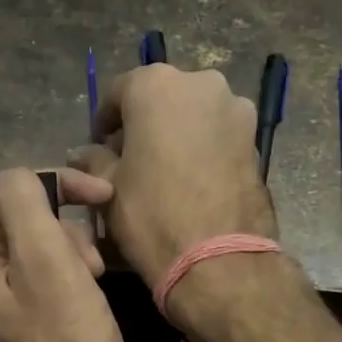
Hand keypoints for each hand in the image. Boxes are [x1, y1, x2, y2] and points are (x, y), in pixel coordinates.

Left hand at [0, 168, 125, 341]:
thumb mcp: (50, 261)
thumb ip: (27, 202)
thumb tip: (24, 176)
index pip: (12, 191)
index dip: (61, 189)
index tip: (104, 198)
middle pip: (22, 220)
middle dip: (66, 232)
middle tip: (94, 265)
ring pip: (34, 248)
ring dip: (71, 255)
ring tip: (94, 283)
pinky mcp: (7, 323)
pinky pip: (36, 279)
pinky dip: (66, 278)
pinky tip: (86, 299)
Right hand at [72, 65, 277, 286]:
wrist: (219, 258)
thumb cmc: (152, 213)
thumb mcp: (109, 186)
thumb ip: (93, 159)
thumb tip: (85, 154)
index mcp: (157, 85)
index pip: (119, 91)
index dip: (104, 120)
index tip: (98, 146)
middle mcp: (201, 84)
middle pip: (161, 98)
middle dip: (143, 124)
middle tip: (130, 159)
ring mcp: (235, 110)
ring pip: (194, 115)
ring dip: (176, 134)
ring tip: (163, 172)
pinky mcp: (256, 140)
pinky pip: (218, 135)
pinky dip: (201, 148)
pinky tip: (191, 180)